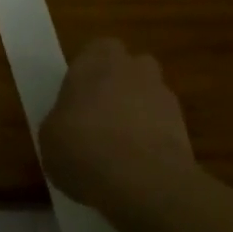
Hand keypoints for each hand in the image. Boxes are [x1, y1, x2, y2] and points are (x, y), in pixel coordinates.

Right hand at [41, 38, 196, 210]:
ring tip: (121, 148)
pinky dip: (153, 139)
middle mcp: (133, 66)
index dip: (87, 74)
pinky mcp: (184, 125)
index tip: (78, 99)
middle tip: (100, 119)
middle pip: (127, 68)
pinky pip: (163, 125)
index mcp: (96, 59)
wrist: (143, 180)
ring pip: (148, 95)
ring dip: (138, 113)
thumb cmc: (83, 148)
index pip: (94, 51)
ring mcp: (162, 93)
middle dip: (118, 87)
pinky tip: (139, 167)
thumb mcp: (49, 138)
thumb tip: (66, 125)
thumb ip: (59, 121)